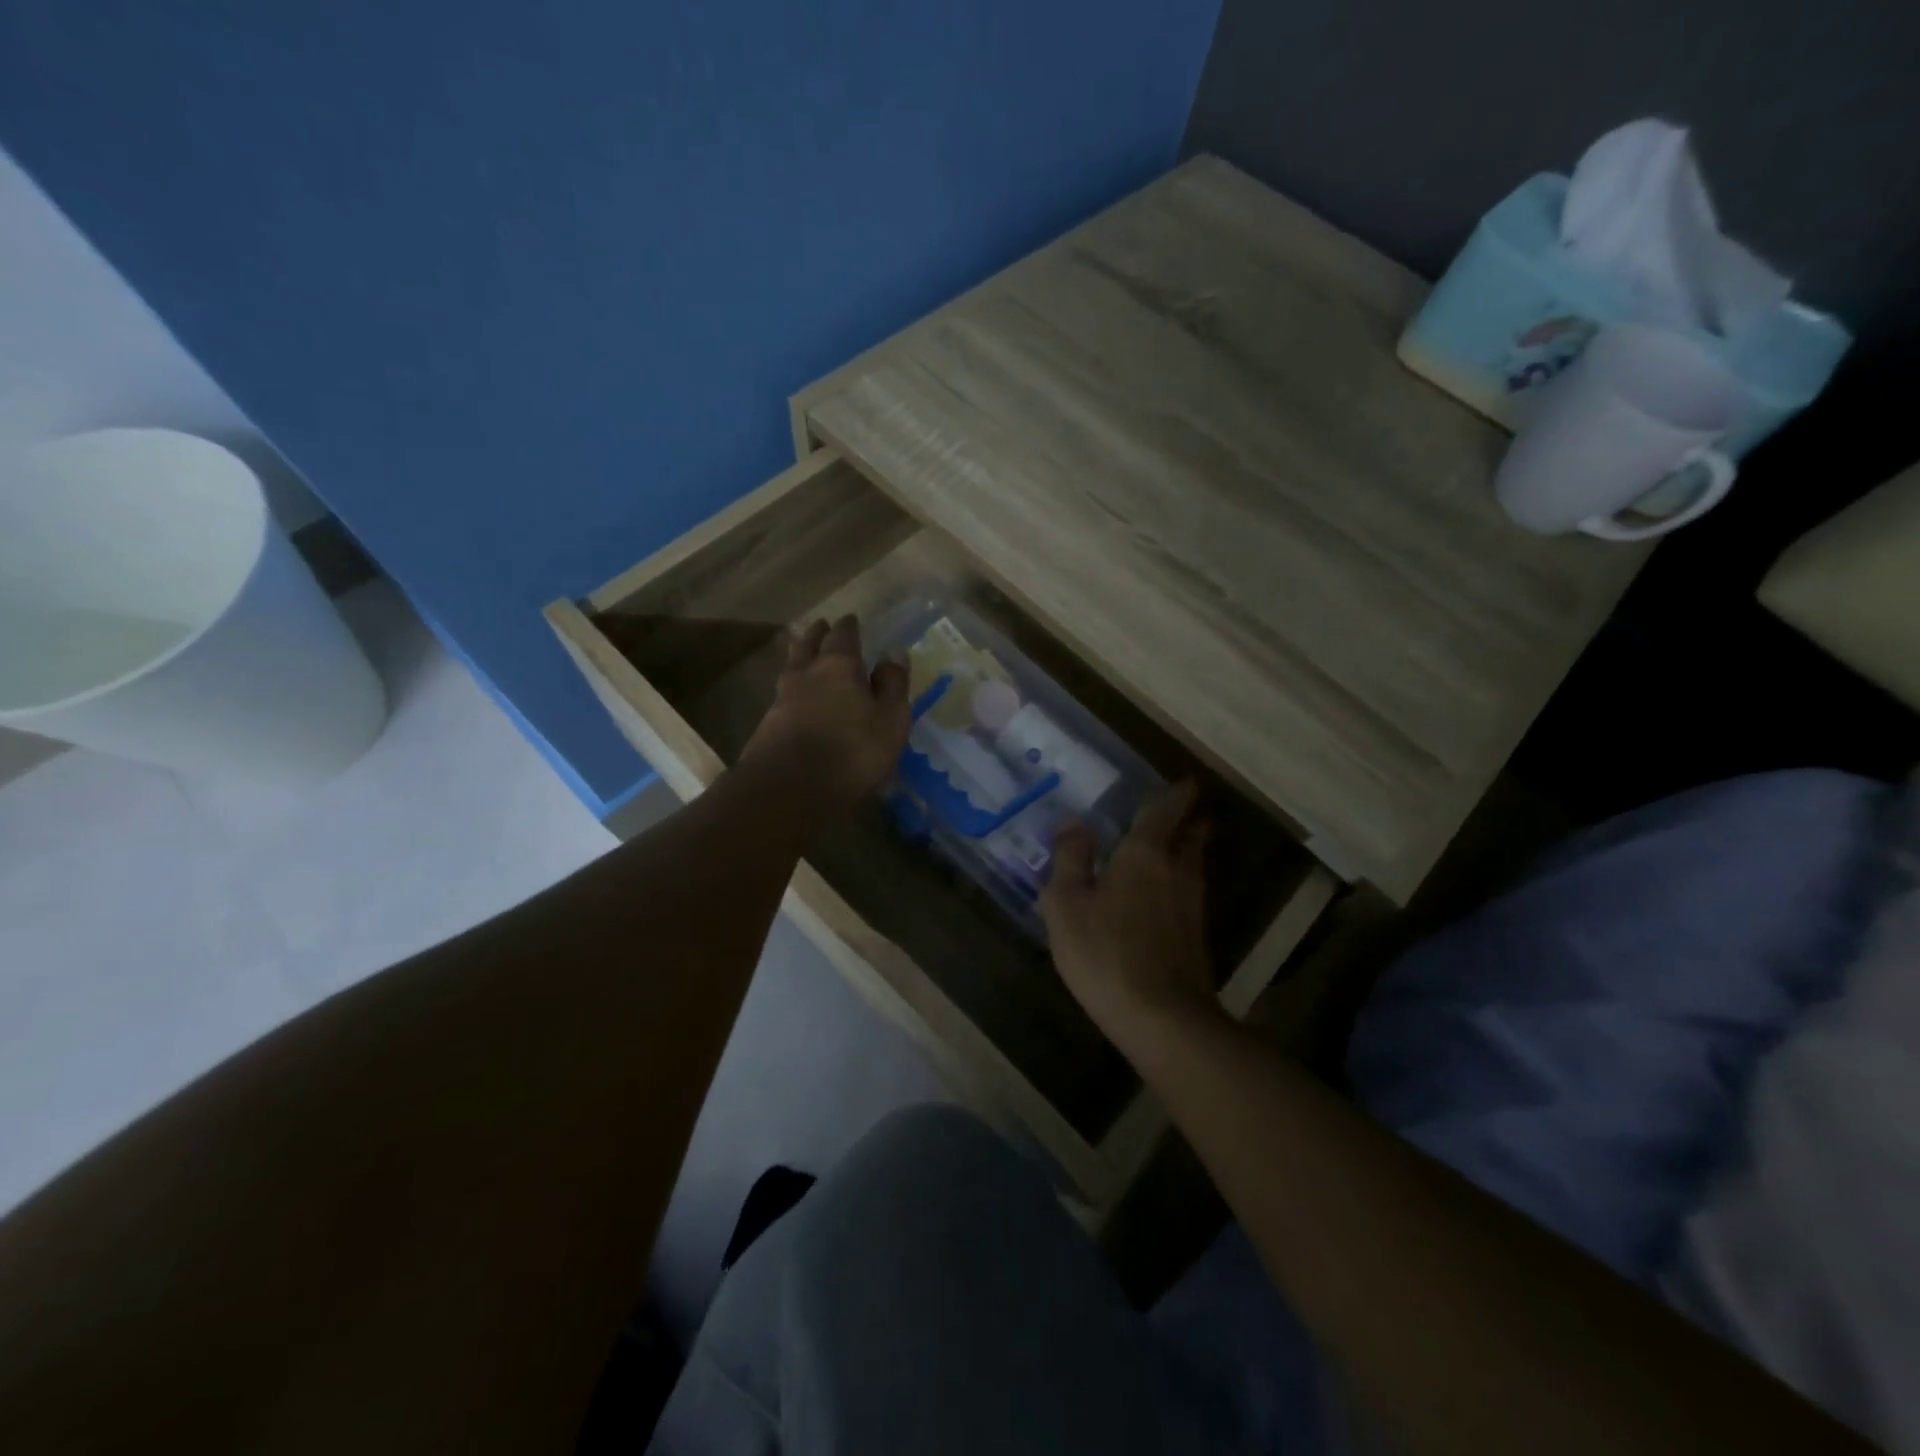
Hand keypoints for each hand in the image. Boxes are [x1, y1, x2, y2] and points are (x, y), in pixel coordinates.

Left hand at [742, 616, 911, 811]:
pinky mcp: (767, 726)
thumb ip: (893, 685)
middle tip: (820, 625)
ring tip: (804, 655)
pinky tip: (795, 698)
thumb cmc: (852, 751)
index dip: (848, 626)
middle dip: (816, 634)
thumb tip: (894, 652)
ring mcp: (781, 699)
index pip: (843, 636)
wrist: (789, 788)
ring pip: (791, 668)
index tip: (851, 619)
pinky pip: (782, 696)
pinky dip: (792, 689)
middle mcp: (806, 674)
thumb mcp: (890, 720)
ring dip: (799, 657)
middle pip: (808, 645)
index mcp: (838, 666)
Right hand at [1040, 781, 1223, 1058]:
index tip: (1186, 782)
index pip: (1166, 811)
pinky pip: (1189, 892)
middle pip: (1191, 835)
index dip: (1176, 794)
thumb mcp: (1067, 903)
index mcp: (1145, 854)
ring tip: (1176, 842)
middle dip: (1191, 819)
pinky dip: (1181, 880)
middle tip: (1187, 807)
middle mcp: (1177, 871)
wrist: (1162, 1018)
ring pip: (1194, 864)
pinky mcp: (1195, 937)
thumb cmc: (1105, 952)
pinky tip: (1166, 892)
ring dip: (1188, 848)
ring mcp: (1192, 905)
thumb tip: (1073, 823)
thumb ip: (1070, 858)